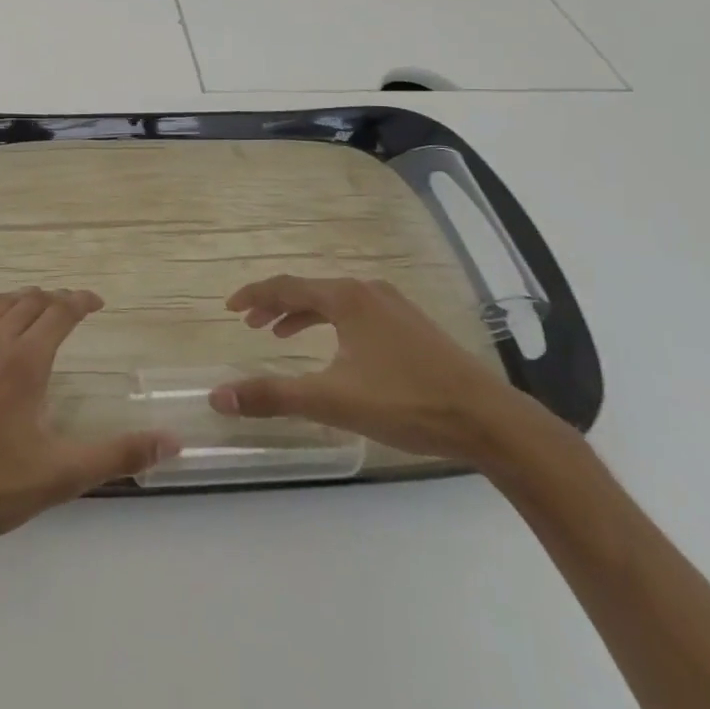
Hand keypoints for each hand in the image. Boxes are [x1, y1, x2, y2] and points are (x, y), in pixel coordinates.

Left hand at [0, 287, 179, 546]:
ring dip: (22, 302)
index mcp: (24, 360)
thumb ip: (119, 454)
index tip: (97, 302)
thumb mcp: (62, 474)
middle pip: (29, 301)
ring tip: (36, 312)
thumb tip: (173, 442)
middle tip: (71, 308)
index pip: (59, 311)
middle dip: (54, 299)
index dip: (81, 300)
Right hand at [209, 276, 541, 462]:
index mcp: (346, 298)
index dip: (254, 296)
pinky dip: (331, 324)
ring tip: (281, 335)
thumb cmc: (407, 402)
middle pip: (309, 290)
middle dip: (276, 306)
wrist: (491, 421)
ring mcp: (395, 308)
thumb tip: (218, 396)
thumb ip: (273, 395)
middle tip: (250, 325)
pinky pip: (357, 314)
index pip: (285, 286)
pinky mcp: (413, 327)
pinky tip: (336, 350)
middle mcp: (368, 292)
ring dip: (303, 315)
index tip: (229, 308)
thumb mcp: (332, 401)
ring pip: (335, 302)